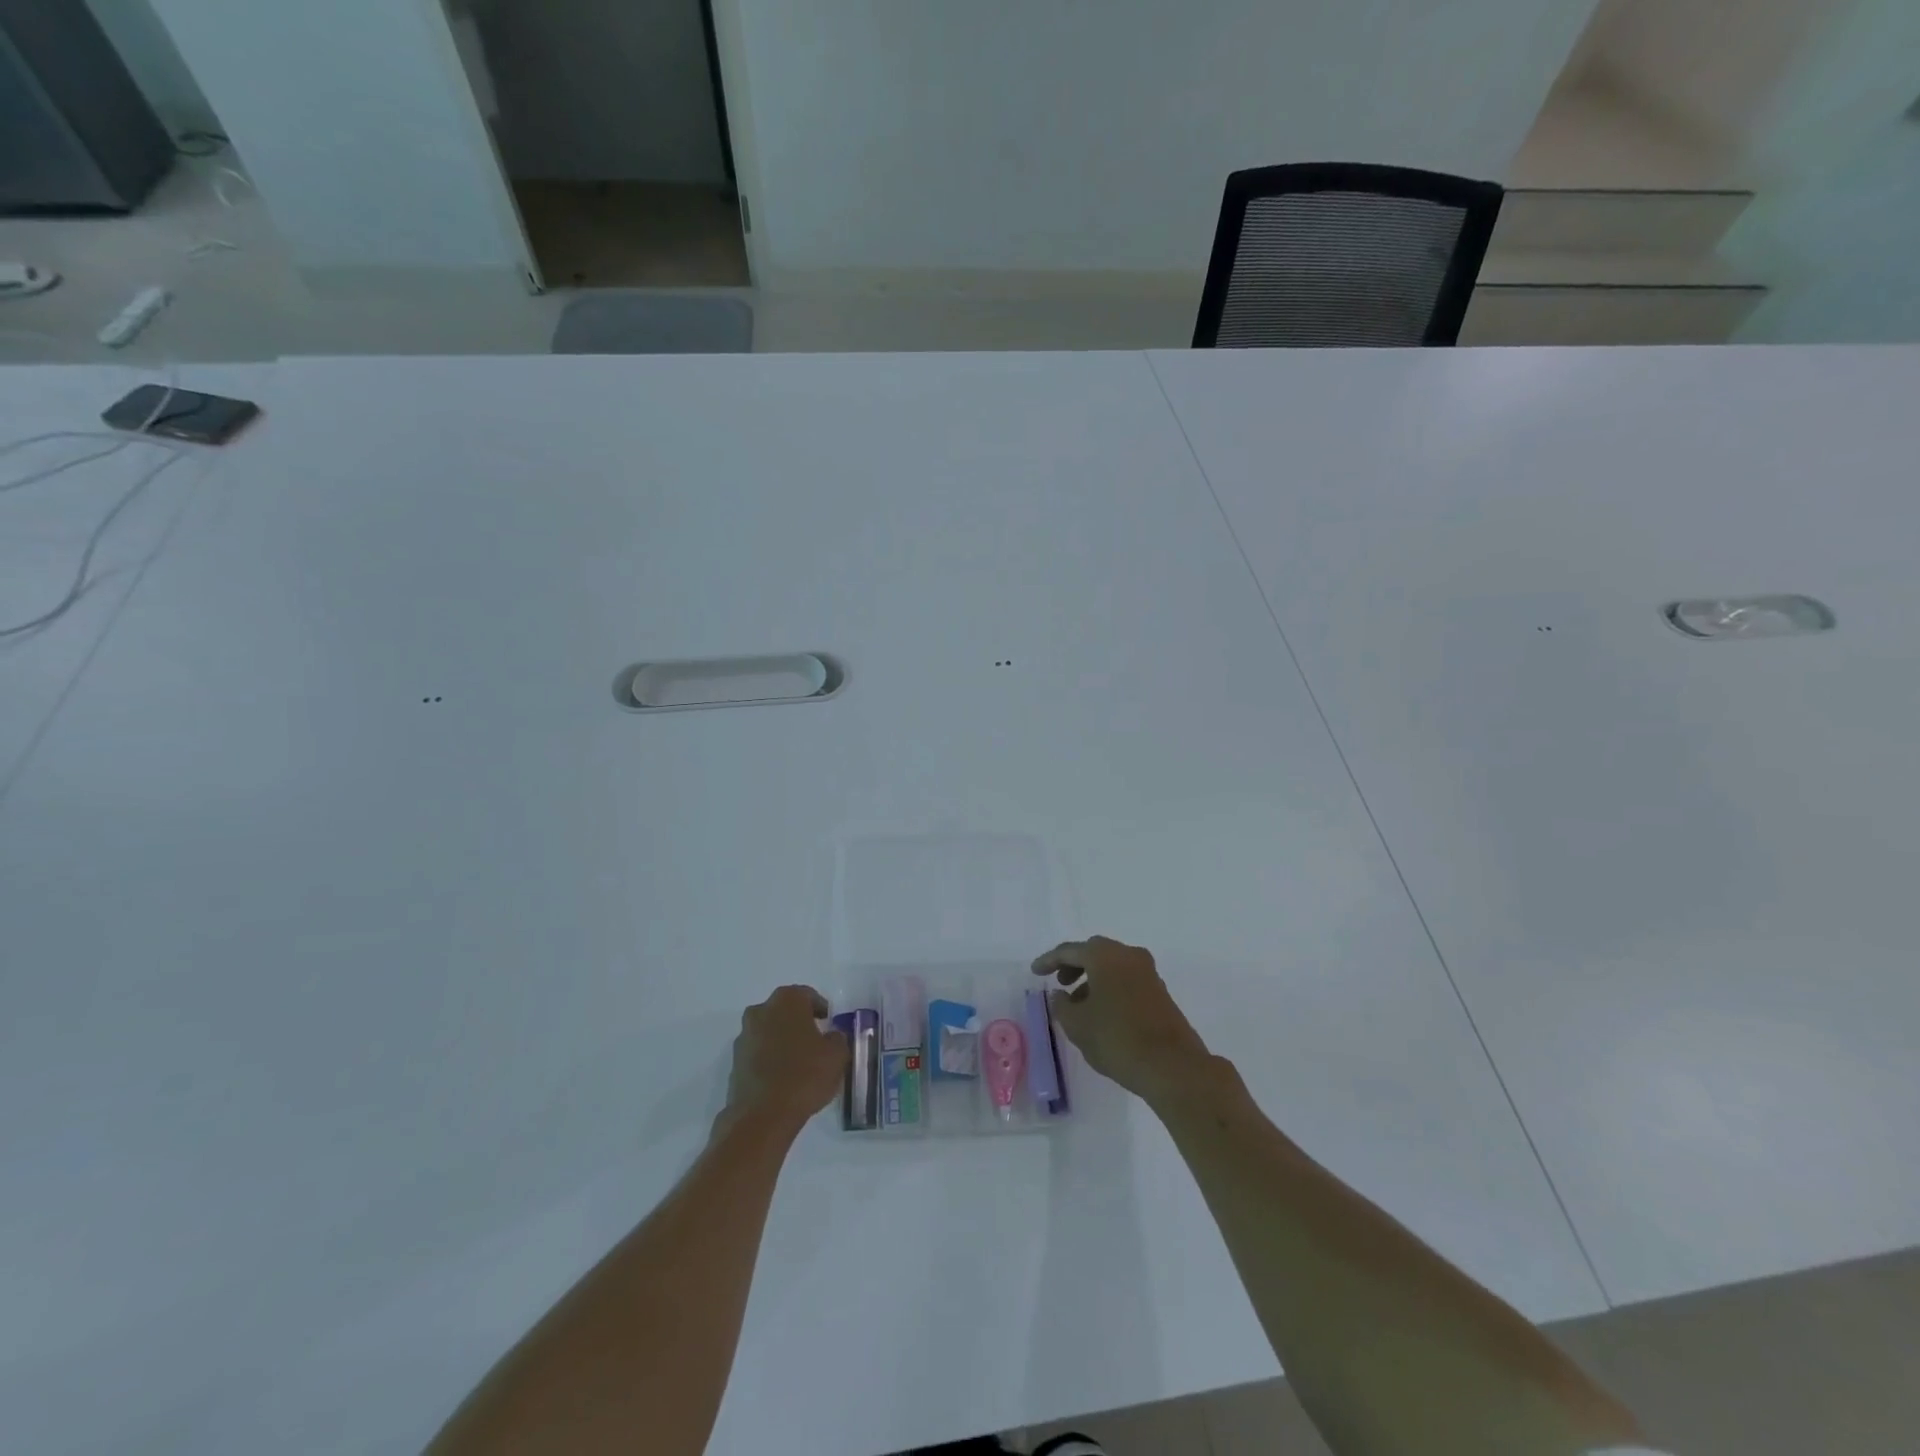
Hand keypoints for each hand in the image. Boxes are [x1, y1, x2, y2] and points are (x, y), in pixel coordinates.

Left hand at [720, 986, 848, 1137]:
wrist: (762, 1116)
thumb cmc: (805, 1075)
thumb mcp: (837, 1055)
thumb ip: (837, 1038)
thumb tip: (831, 1037)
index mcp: (787, 1000)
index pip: (807, 996)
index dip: (821, 1009)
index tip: (829, 1023)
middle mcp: (761, 1011)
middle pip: (784, 1011)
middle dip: (799, 1023)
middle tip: (815, 1041)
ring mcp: (744, 1037)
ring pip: (769, 1032)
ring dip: (782, 1041)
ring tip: (799, 1063)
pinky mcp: (734, 1063)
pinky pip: (758, 1054)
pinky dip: (770, 1060)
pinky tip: (783, 1079)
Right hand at [1031, 937, 1212, 1104]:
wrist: (1172, 1066)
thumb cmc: (1117, 1039)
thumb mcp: (1077, 1025)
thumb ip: (1061, 1005)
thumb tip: (1060, 995)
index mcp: (1105, 956)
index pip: (1070, 950)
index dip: (1049, 961)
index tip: (1035, 972)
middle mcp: (1129, 956)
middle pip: (1094, 952)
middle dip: (1074, 965)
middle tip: (1059, 983)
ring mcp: (1148, 973)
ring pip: (1112, 966)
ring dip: (1092, 979)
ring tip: (1078, 1005)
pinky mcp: (1160, 993)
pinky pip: (1127, 980)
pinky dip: (1110, 988)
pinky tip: (1101, 1013)